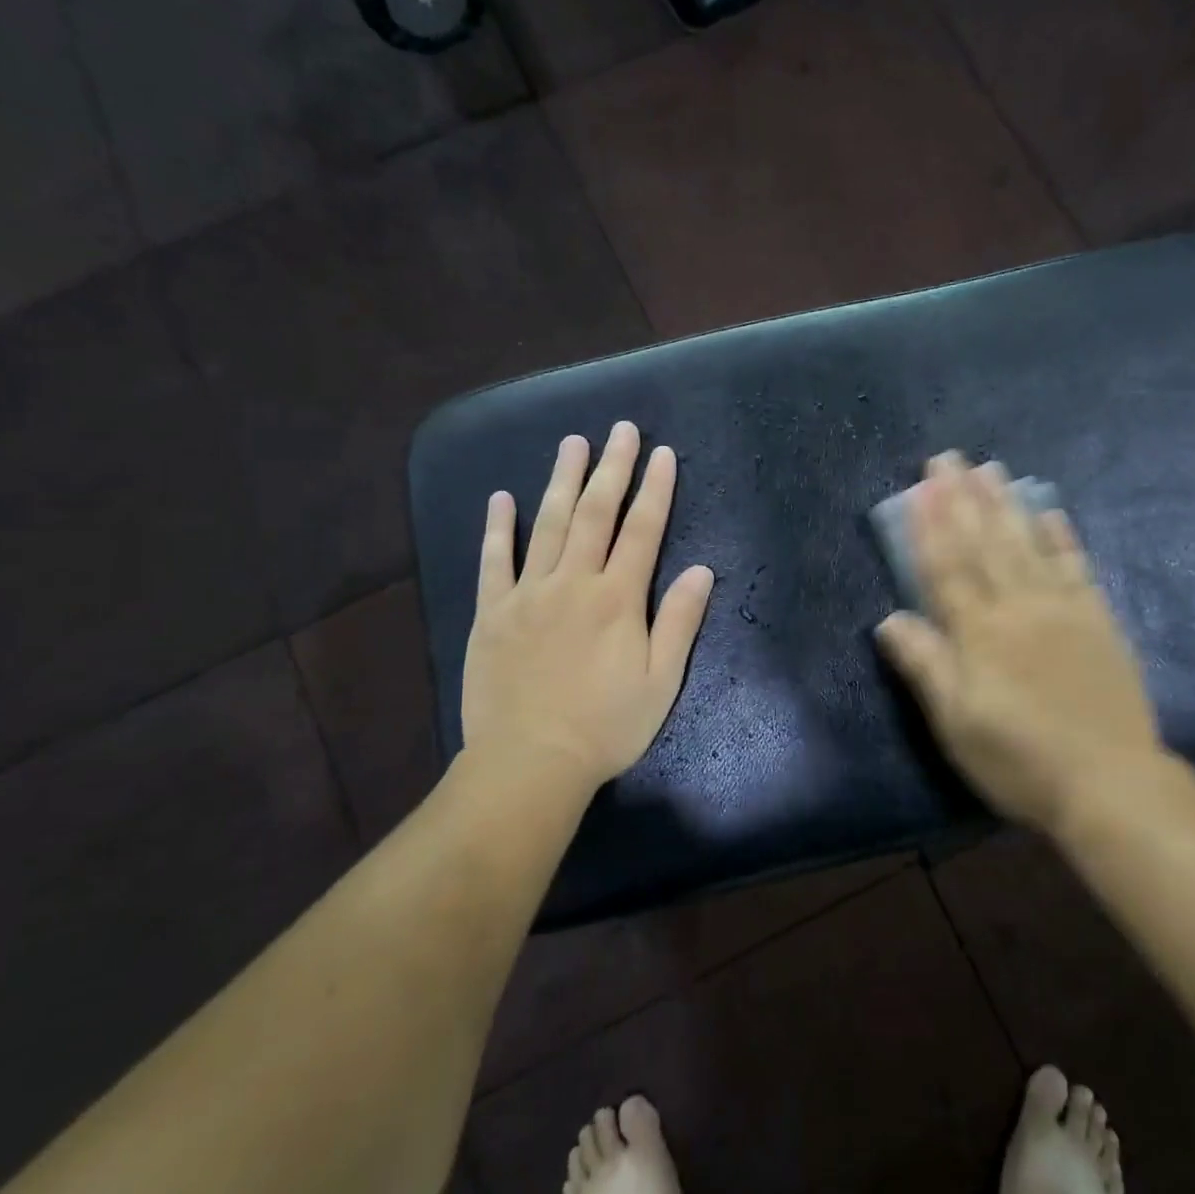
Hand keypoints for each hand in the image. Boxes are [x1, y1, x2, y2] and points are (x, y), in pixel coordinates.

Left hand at [458, 422, 714, 795]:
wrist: (529, 763)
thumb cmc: (605, 727)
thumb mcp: (661, 682)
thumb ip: (679, 621)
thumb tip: (702, 570)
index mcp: (617, 599)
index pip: (642, 530)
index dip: (655, 489)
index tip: (663, 453)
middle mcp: (573, 583)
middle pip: (594, 514)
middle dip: (611, 468)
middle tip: (621, 430)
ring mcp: (528, 594)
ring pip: (546, 525)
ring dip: (561, 480)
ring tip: (572, 443)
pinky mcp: (492, 613)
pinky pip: (494, 561)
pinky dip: (498, 528)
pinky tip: (501, 498)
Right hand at [875, 453, 1187, 835]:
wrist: (1109, 784)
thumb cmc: (1019, 758)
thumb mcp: (956, 723)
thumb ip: (925, 666)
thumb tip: (889, 619)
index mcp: (979, 632)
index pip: (946, 567)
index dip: (930, 526)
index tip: (921, 487)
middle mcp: (1018, 607)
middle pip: (984, 544)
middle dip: (963, 498)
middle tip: (950, 457)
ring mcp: (1062, 609)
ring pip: (1027, 545)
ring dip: (1006, 505)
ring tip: (991, 469)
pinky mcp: (1097, 621)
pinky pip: (1077, 567)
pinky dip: (1062, 537)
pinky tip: (1051, 511)